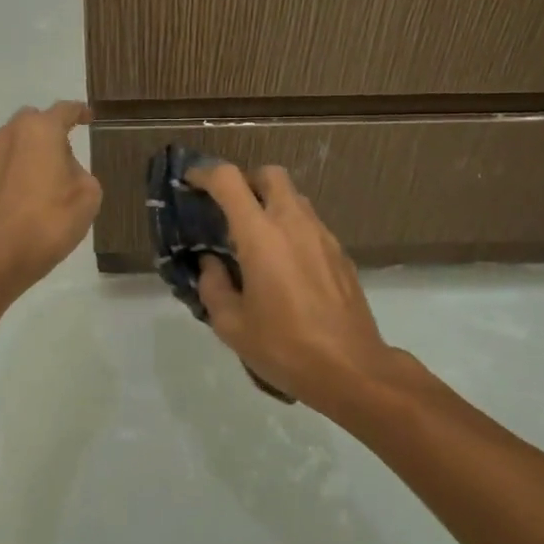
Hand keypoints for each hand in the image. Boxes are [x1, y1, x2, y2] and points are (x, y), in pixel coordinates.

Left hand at [0, 102, 101, 300]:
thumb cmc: (48, 224)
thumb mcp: (87, 198)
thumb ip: (80, 173)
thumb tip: (64, 172)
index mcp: (38, 132)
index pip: (64, 110)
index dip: (79, 112)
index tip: (87, 117)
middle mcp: (4, 137)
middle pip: (29, 123)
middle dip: (45, 134)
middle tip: (60, 159)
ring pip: (5, 149)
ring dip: (20, 159)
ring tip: (33, 189)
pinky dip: (1, 185)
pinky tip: (9, 209)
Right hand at [186, 164, 421, 415]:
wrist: (351, 369)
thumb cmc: (284, 347)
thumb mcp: (232, 325)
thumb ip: (213, 286)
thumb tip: (212, 264)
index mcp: (260, 235)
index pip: (229, 181)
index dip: (205, 173)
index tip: (191, 182)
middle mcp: (293, 223)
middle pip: (270, 174)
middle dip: (246, 181)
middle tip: (230, 207)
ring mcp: (322, 235)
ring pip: (294, 197)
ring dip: (271, 204)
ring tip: (256, 239)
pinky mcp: (340, 253)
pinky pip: (310, 223)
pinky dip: (291, 227)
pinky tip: (285, 264)